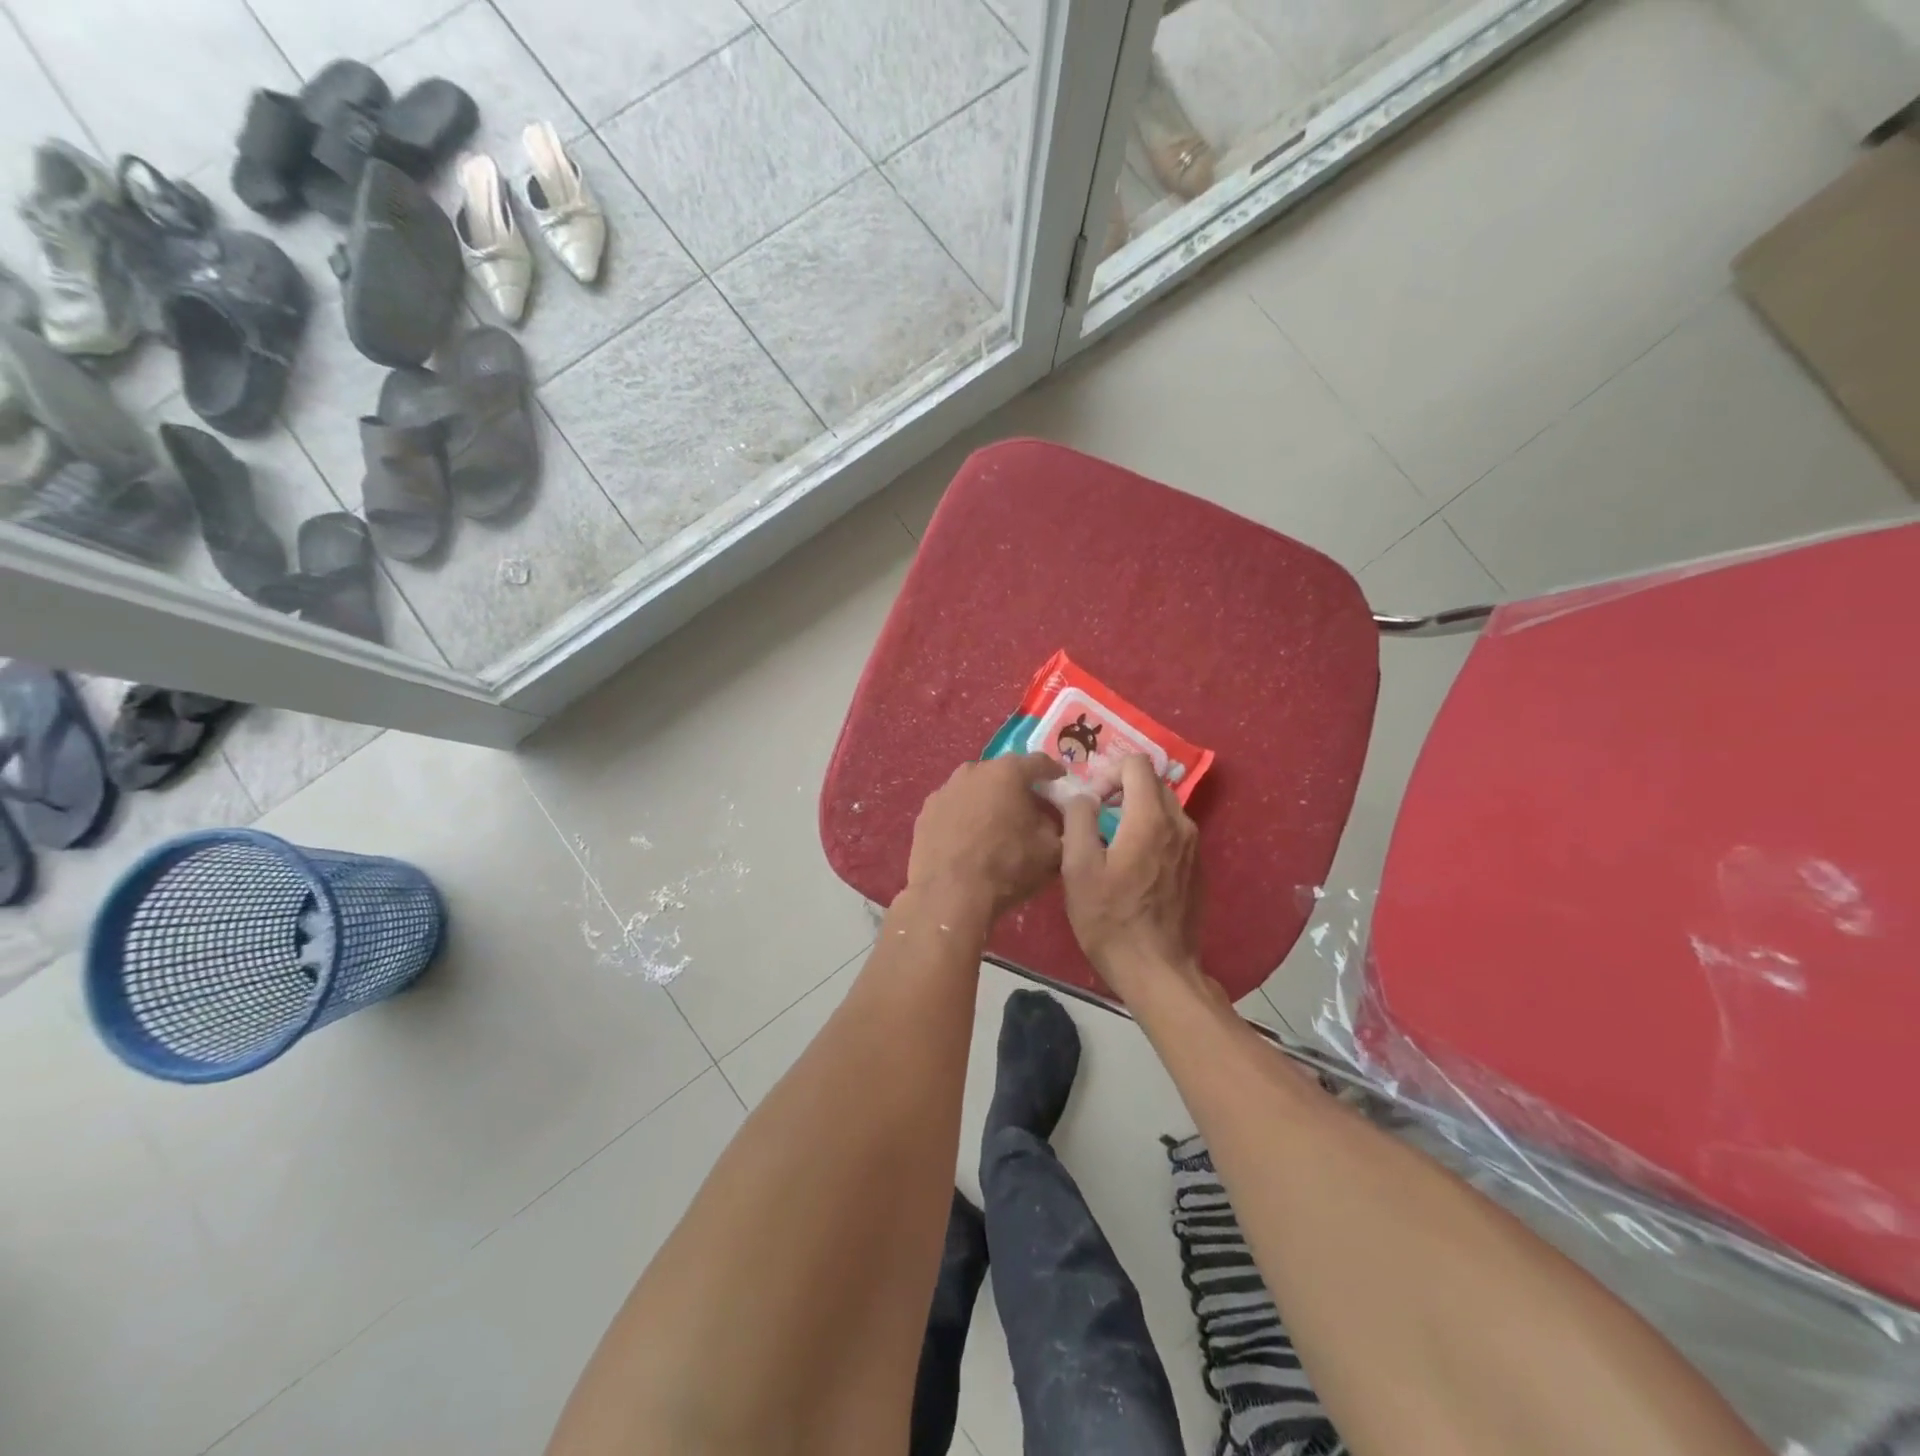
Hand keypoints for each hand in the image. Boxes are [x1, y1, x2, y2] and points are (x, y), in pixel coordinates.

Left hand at [905, 754, 1065, 925]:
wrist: (950, 894)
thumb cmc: (1007, 866)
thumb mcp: (1051, 850)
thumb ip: (1060, 826)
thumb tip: (1052, 820)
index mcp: (1007, 773)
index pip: (1039, 763)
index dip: (1053, 772)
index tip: (1060, 781)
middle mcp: (973, 771)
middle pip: (1003, 773)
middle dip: (1018, 788)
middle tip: (1029, 808)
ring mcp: (944, 790)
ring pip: (975, 789)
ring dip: (988, 801)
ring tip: (996, 824)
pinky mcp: (925, 812)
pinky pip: (953, 808)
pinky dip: (964, 817)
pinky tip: (968, 838)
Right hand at [1061, 754, 1202, 995]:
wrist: (1158, 970)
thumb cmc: (1111, 920)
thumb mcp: (1078, 869)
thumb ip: (1077, 820)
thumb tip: (1083, 796)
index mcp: (1151, 819)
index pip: (1137, 764)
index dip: (1108, 772)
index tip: (1091, 801)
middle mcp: (1180, 825)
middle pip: (1152, 783)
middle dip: (1122, 789)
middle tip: (1096, 816)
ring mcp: (1194, 847)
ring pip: (1165, 807)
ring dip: (1136, 811)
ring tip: (1110, 840)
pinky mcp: (1197, 868)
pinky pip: (1173, 832)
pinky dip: (1151, 832)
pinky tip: (1132, 865)